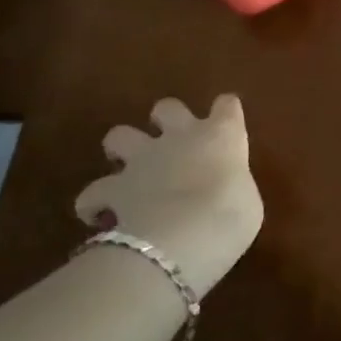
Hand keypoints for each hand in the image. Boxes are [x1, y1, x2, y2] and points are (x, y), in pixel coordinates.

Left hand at [74, 94, 262, 297]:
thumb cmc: (231, 216)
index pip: (227, 105)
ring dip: (122, 150)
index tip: (225, 125)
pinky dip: (94, 203)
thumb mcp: (247, 202)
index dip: (225, 112)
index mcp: (221, 134)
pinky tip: (100, 217)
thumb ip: (233, 187)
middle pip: (167, 107)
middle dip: (165, 120)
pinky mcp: (112, 189)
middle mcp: (181, 136)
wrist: (184, 235)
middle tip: (171, 144)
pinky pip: (92, 192)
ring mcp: (142, 159)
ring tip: (128, 173)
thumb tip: (224, 194)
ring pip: (119, 135)